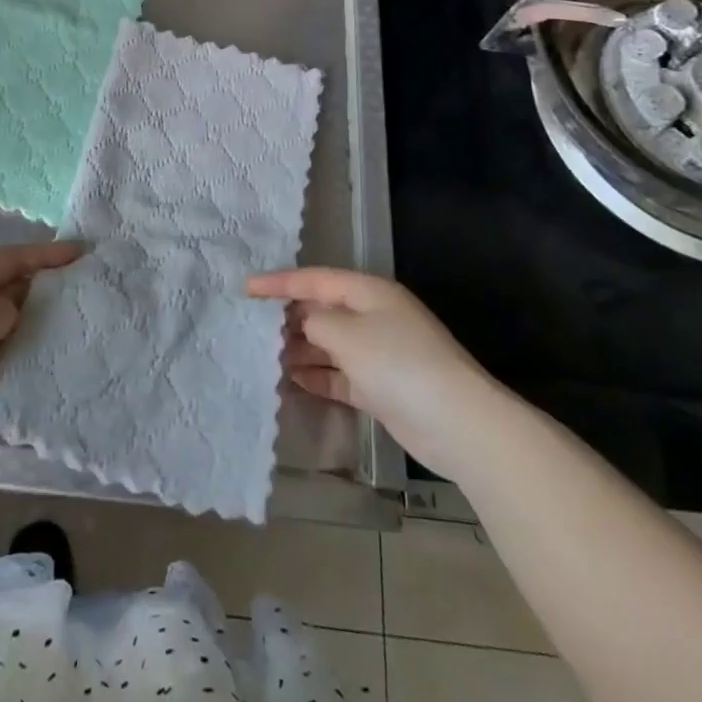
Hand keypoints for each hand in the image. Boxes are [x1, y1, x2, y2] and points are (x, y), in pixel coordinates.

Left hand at [0, 240, 81, 461]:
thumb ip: (5, 310)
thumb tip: (18, 316)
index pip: (16, 259)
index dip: (50, 255)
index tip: (86, 254)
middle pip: (16, 297)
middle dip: (50, 300)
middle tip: (94, 306)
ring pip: (9, 337)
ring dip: (36, 343)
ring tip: (79, 348)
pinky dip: (15, 377)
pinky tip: (44, 384)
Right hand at [248, 268, 488, 470]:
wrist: (456, 422)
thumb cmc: (397, 362)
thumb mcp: (346, 333)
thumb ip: (315, 322)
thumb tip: (304, 323)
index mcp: (368, 292)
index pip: (314, 279)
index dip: (279, 282)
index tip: (245, 289)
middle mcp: (373, 316)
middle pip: (322, 310)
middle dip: (289, 318)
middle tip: (251, 328)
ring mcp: (379, 353)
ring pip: (330, 344)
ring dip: (300, 350)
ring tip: (265, 357)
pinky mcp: (381, 387)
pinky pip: (340, 375)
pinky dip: (318, 376)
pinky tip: (292, 381)